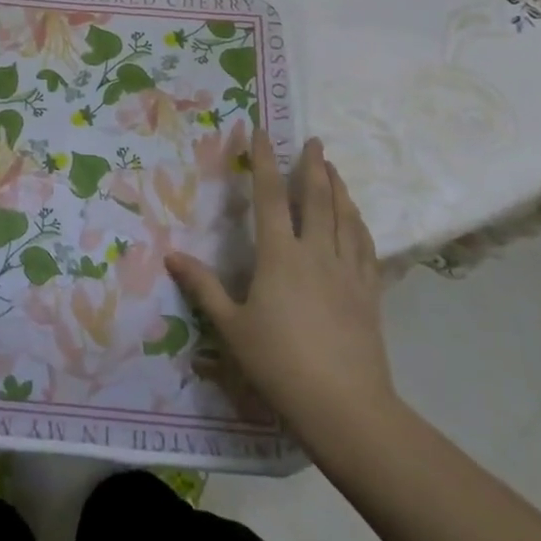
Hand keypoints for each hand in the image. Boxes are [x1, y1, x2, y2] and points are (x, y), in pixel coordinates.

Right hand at [166, 131, 396, 438]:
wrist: (345, 408)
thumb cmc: (280, 364)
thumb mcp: (232, 327)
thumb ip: (203, 287)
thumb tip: (170, 254)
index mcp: (280, 256)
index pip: (270, 196)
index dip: (265, 162)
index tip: (264, 133)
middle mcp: (316, 253)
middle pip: (318, 198)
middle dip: (314, 166)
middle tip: (315, 140)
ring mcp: (348, 272)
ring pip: (345, 218)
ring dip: (340, 188)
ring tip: (335, 168)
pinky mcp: (369, 293)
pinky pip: (366, 247)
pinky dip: (359, 224)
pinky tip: (357, 219)